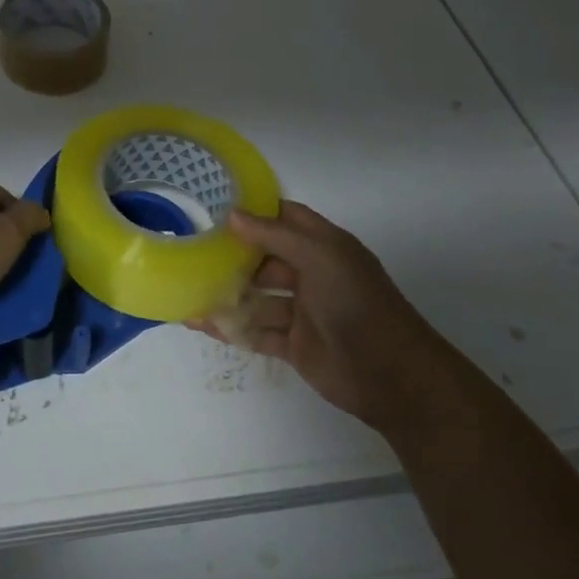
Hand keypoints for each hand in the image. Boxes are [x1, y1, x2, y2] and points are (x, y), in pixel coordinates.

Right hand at [195, 200, 428, 421]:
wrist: (391, 375)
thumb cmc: (358, 303)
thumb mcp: (321, 257)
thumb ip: (276, 235)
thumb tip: (232, 215)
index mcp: (323, 246)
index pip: (285, 218)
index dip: (254, 210)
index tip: (213, 204)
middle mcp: (311, 274)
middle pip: (264, 258)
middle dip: (231, 254)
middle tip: (189, 247)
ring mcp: (302, 311)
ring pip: (257, 296)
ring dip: (226, 293)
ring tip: (186, 286)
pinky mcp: (293, 344)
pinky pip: (256, 331)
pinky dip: (230, 327)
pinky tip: (199, 322)